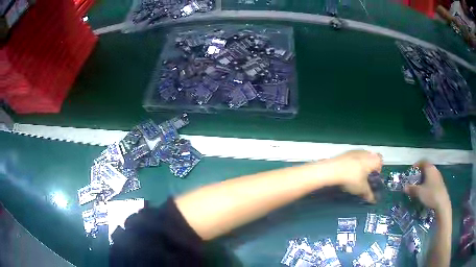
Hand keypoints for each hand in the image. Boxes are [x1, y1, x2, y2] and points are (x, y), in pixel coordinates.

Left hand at [331, 150, 382, 202]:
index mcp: (374, 159)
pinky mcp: (346, 153)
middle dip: (369, 170)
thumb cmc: (352, 177)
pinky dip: (352, 166)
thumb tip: (372, 199)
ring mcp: (356, 151)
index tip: (373, 179)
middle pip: (371, 160)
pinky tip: (347, 174)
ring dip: (360, 168)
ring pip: (362, 159)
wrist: (334, 170)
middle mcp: (367, 152)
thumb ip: (369, 194)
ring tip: (355, 178)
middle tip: (364, 180)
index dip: (378, 171)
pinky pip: (353, 159)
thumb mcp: (362, 189)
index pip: (381, 162)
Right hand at [404, 161, 450, 212]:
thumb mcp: (419, 192)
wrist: (442, 203)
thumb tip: (404, 187)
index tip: (411, 170)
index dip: (417, 164)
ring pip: (430, 174)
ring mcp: (438, 177)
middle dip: (420, 172)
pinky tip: (426, 191)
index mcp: (429, 168)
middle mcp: (434, 170)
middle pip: (427, 168)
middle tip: (414, 179)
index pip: (422, 161)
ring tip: (419, 186)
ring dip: (424, 178)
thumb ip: (412, 189)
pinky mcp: (440, 184)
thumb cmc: (430, 194)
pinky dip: (428, 183)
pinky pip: (432, 180)